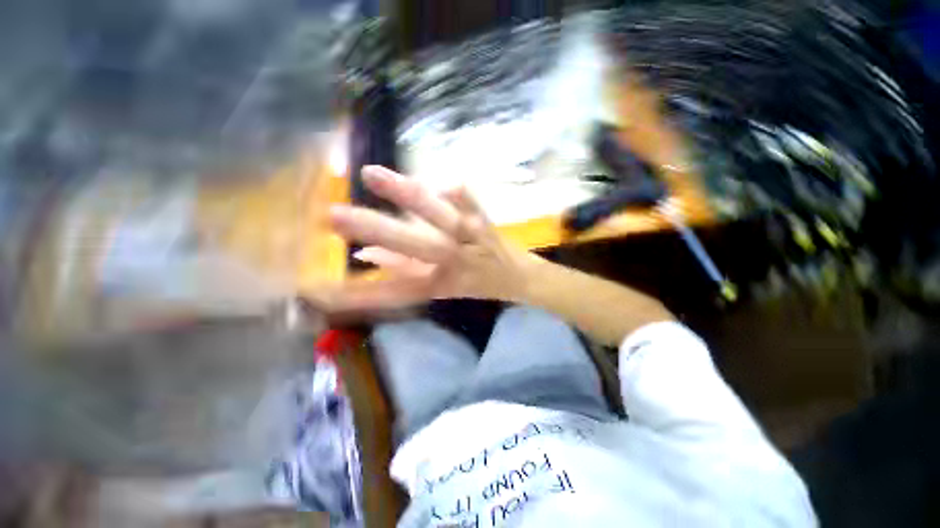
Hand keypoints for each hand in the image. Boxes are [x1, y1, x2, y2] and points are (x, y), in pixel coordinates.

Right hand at [321, 166, 536, 311]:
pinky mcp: (486, 220)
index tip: (325, 289)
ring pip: (441, 216)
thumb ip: (404, 270)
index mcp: (442, 283)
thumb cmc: (478, 284)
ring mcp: (472, 238)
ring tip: (372, 175)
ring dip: (407, 195)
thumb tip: (366, 254)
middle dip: (375, 229)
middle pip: (414, 245)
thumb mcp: (441, 286)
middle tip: (334, 216)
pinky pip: (469, 201)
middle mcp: (455, 261)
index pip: (396, 290)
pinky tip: (435, 181)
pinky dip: (452, 191)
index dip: (362, 293)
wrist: (520, 276)